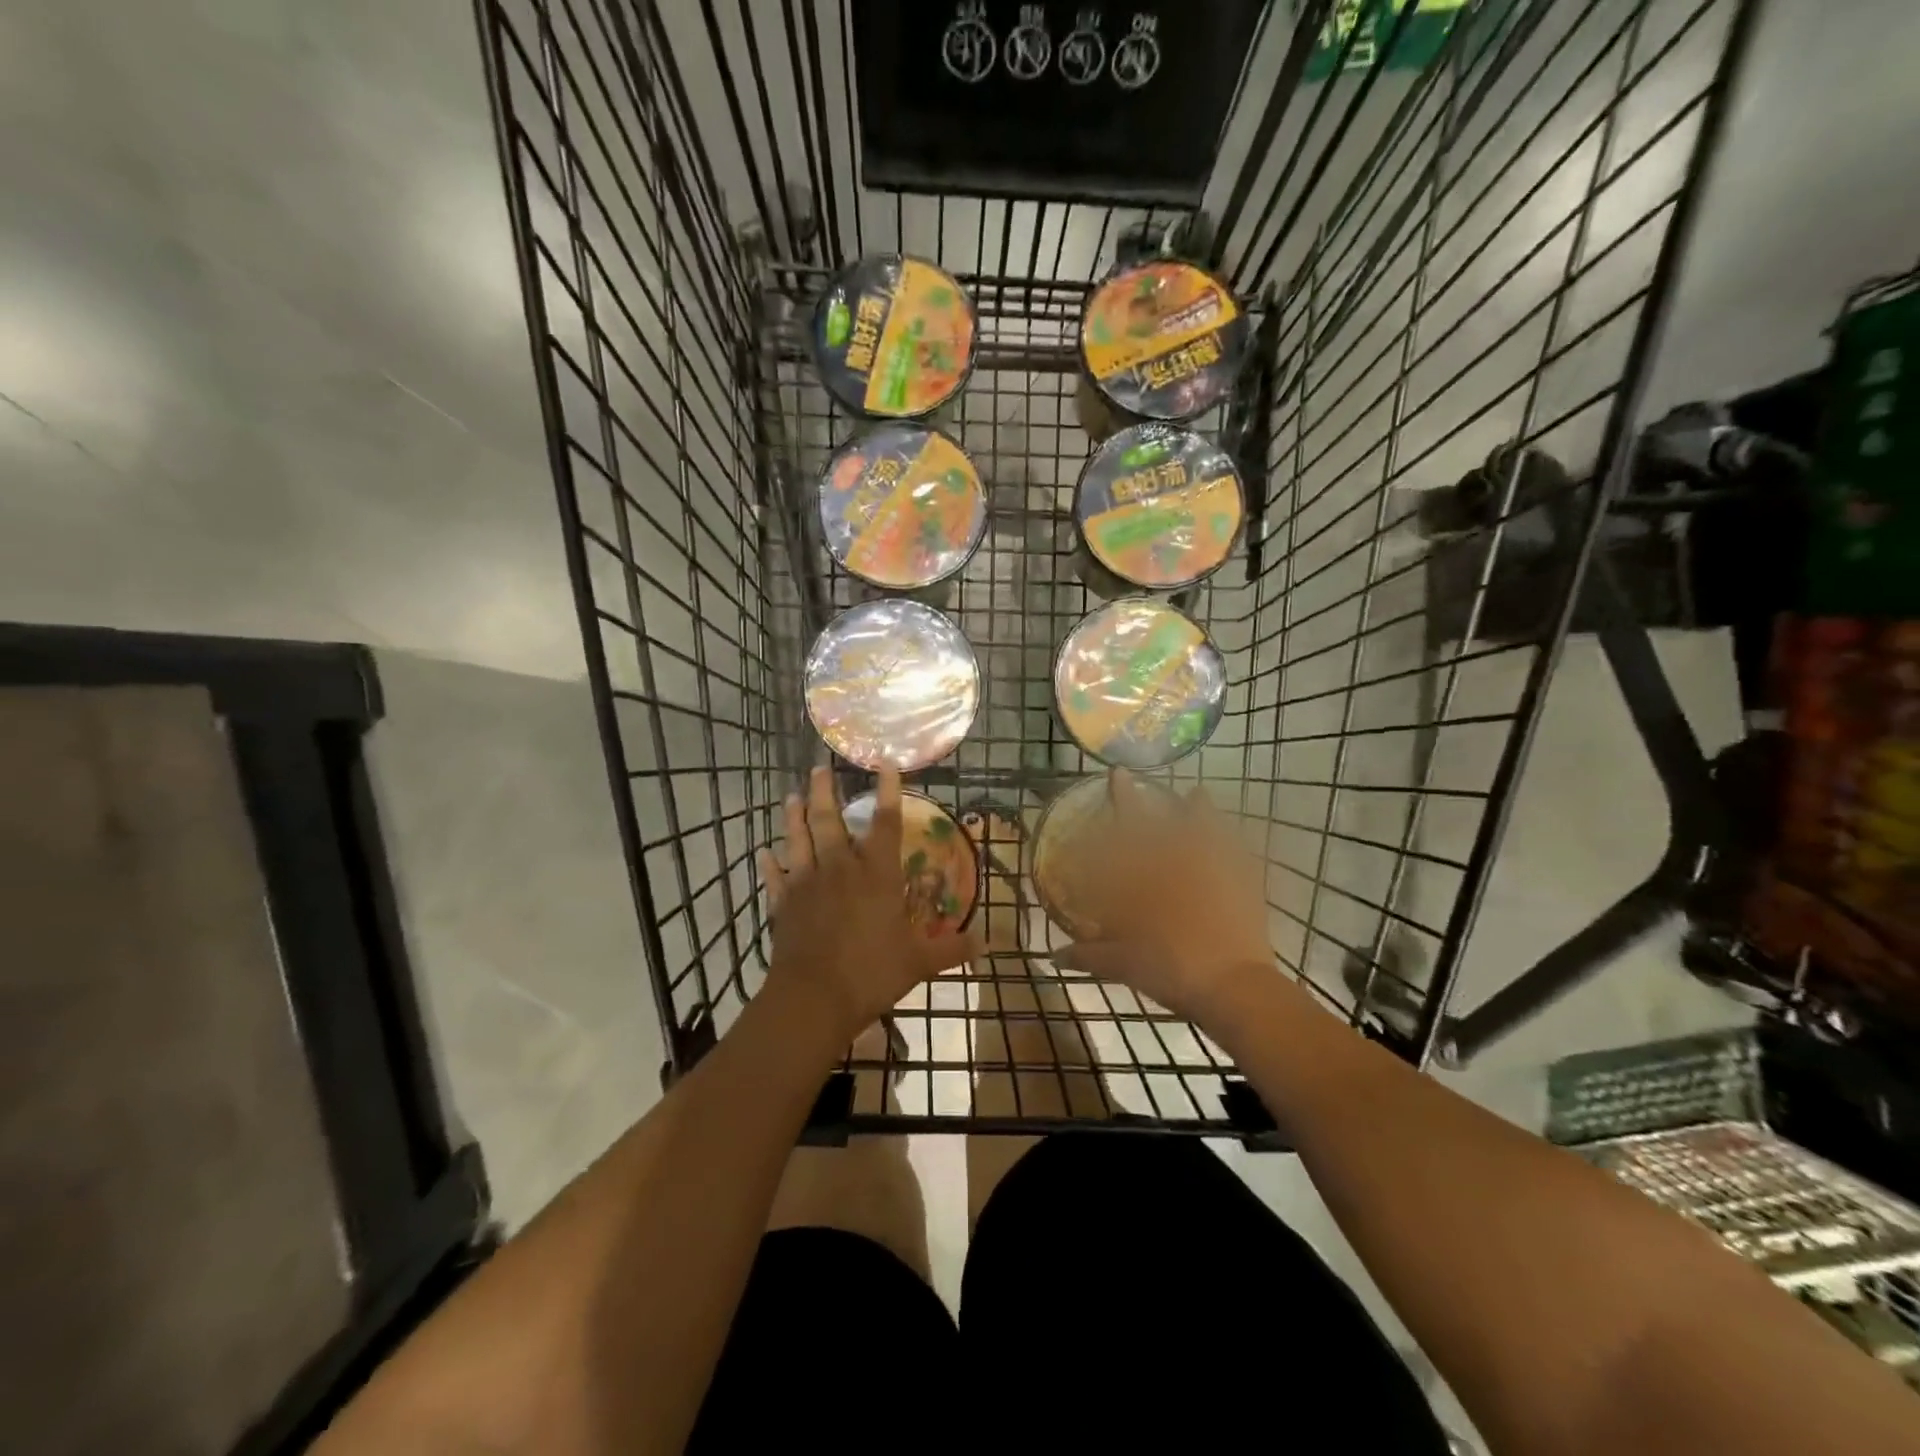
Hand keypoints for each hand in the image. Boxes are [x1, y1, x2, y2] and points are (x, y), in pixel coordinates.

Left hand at [757, 766, 982, 1046]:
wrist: (813, 998)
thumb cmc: (871, 973)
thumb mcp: (920, 962)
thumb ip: (952, 949)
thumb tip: (987, 944)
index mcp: (876, 875)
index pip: (886, 823)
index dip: (888, 791)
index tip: (884, 762)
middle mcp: (840, 869)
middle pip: (829, 820)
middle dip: (825, 791)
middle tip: (819, 767)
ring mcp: (806, 884)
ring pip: (798, 839)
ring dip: (794, 816)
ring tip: (791, 795)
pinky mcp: (782, 904)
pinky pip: (775, 878)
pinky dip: (770, 864)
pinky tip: (765, 853)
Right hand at [1057, 769, 1275, 1026]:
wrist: (1232, 985)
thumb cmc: (1171, 969)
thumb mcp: (1123, 965)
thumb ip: (1089, 956)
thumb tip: (1055, 956)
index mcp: (1147, 878)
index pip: (1127, 831)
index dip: (1120, 800)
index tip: (1116, 774)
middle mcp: (1178, 863)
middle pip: (1159, 821)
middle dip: (1142, 798)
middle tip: (1134, 777)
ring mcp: (1214, 870)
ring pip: (1205, 828)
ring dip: (1198, 810)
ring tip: (1196, 794)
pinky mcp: (1243, 885)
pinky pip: (1238, 852)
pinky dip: (1233, 841)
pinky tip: (1232, 836)